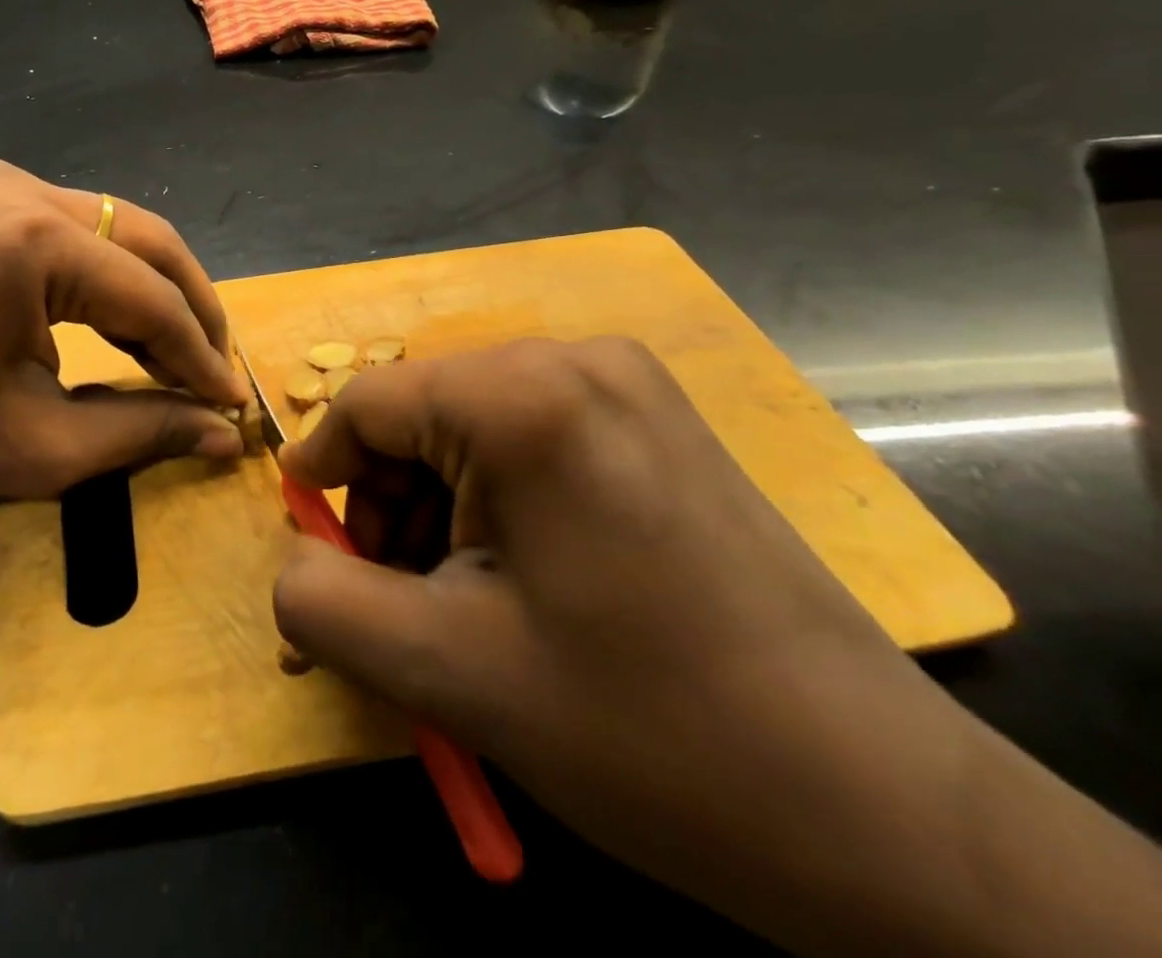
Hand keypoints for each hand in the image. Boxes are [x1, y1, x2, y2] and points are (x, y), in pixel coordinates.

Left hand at [0, 158, 249, 512]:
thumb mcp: (43, 446)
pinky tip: (123, 324)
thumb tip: (228, 434)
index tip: (233, 403)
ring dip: (153, 291)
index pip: (146, 297)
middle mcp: (18, 187)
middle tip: (216, 371)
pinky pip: (75, 230)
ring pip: (115, 230)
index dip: (198, 355)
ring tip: (180, 355)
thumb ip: (147, 430)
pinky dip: (107, 277)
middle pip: (144, 241)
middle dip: (190, 309)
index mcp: (27, 241)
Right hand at [271, 338, 978, 945]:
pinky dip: (497, 502)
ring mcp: (627, 385)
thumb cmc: (647, 729)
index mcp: (524, 396)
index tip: (314, 545)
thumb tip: (290, 562)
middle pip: (422, 415)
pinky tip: (523, 580)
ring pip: (472, 429)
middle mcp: (575, 359)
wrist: (880, 811)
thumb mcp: (450, 672)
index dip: (323, 474)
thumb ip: (327, 605)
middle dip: (389, 505)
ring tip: (462, 604)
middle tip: (399, 601)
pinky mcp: (656, 421)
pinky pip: (530, 439)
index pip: (368, 404)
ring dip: (440, 509)